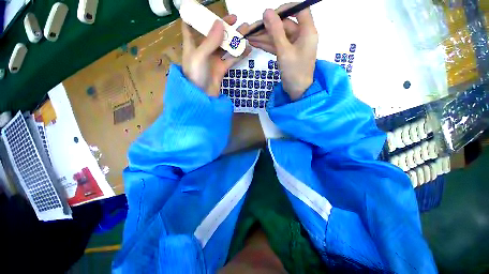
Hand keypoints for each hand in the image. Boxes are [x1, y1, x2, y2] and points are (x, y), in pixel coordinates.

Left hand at [182, 14, 250, 96]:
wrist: (202, 98)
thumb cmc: (196, 76)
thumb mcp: (199, 56)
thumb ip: (210, 41)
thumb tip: (220, 23)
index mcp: (192, 45)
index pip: (190, 26)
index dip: (195, 16)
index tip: (204, 8)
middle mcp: (203, 51)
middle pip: (213, 34)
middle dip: (224, 26)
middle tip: (237, 19)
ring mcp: (213, 60)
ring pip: (225, 46)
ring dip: (235, 39)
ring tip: (247, 30)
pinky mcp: (221, 69)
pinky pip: (231, 59)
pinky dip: (239, 54)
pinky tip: (247, 48)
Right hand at [246, 4, 317, 99]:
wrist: (297, 91)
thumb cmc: (294, 71)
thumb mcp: (284, 51)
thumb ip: (276, 31)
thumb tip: (267, 12)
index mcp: (307, 31)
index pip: (299, 9)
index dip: (285, 9)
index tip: (269, 14)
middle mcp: (302, 35)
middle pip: (284, 25)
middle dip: (267, 28)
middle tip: (251, 30)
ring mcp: (294, 45)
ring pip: (278, 36)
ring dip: (264, 37)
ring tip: (249, 37)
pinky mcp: (288, 53)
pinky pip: (277, 45)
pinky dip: (267, 45)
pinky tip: (255, 43)